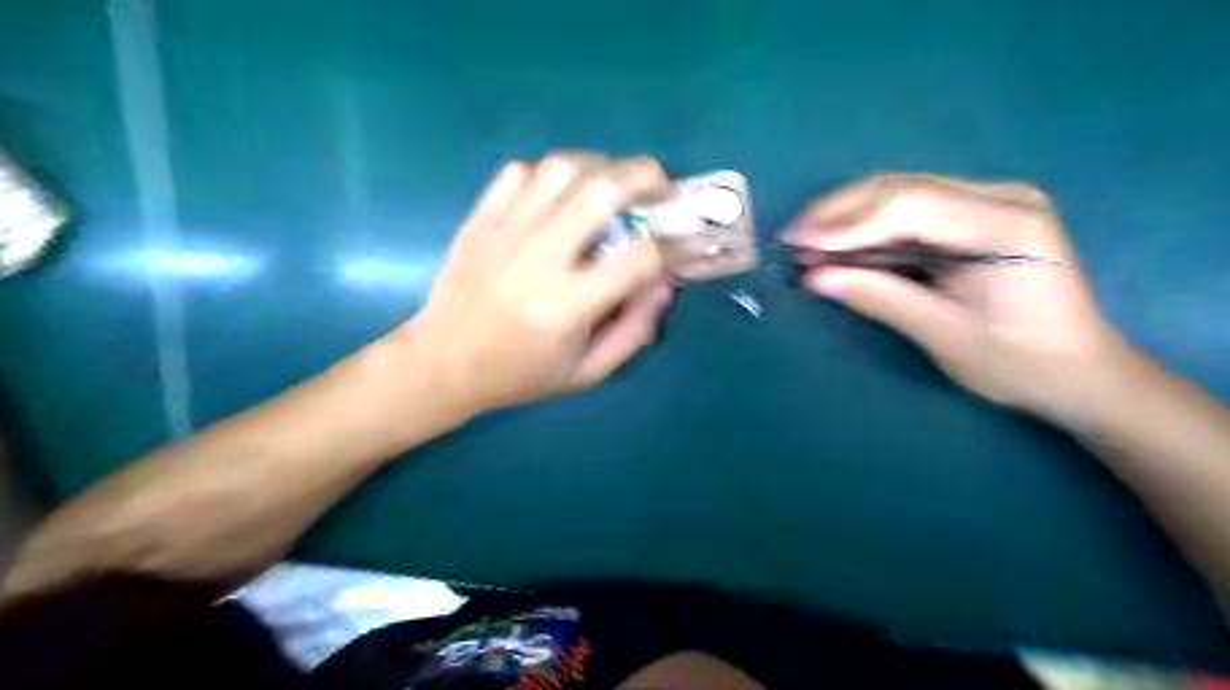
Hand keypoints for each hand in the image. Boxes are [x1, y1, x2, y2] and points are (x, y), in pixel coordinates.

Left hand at [404, 153, 672, 413]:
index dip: (669, 248)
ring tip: (614, 181)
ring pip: (560, 168)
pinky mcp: (479, 219)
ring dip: (600, 165)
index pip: (638, 257)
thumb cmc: (519, 374)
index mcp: (568, 305)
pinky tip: (561, 192)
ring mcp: (504, 232)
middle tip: (659, 185)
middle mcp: (538, 258)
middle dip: (644, 177)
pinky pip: (519, 172)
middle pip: (601, 190)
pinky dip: (550, 173)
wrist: (441, 363)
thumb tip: (665, 284)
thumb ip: (633, 331)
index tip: (676, 247)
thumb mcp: (586, 373)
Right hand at [787, 174, 1132, 418]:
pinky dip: (869, 228)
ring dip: (848, 217)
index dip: (847, 222)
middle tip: (791, 236)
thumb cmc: (1017, 362)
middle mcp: (1000, 197)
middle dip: (839, 212)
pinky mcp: (974, 217)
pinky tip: (838, 244)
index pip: (911, 206)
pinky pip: (910, 213)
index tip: (798, 240)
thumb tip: (813, 280)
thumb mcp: (943, 334)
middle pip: (902, 188)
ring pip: (901, 194)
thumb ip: (878, 298)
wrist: (1077, 373)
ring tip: (804, 240)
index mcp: (1006, 224)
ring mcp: (989, 202)